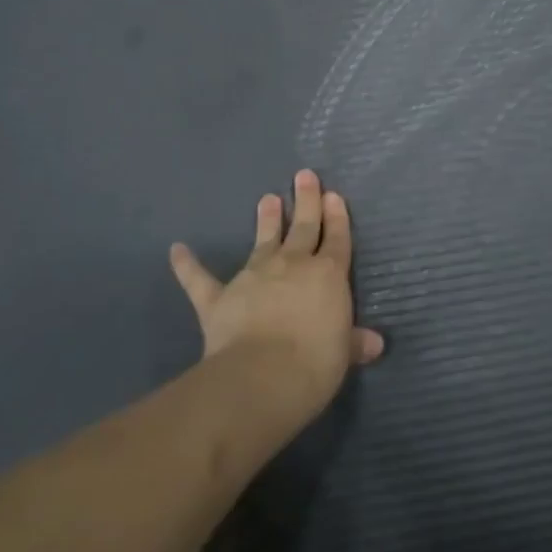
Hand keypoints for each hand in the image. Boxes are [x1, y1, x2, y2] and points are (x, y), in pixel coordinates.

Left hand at [169, 170, 383, 419]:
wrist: (263, 375)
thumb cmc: (315, 363)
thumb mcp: (343, 353)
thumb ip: (354, 342)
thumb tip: (375, 344)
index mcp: (328, 275)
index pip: (337, 240)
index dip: (337, 217)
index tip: (333, 196)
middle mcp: (293, 265)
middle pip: (303, 227)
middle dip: (306, 200)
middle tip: (304, 176)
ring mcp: (254, 276)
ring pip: (263, 240)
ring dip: (266, 219)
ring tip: (267, 198)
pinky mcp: (219, 297)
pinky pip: (200, 279)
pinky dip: (187, 265)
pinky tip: (176, 250)